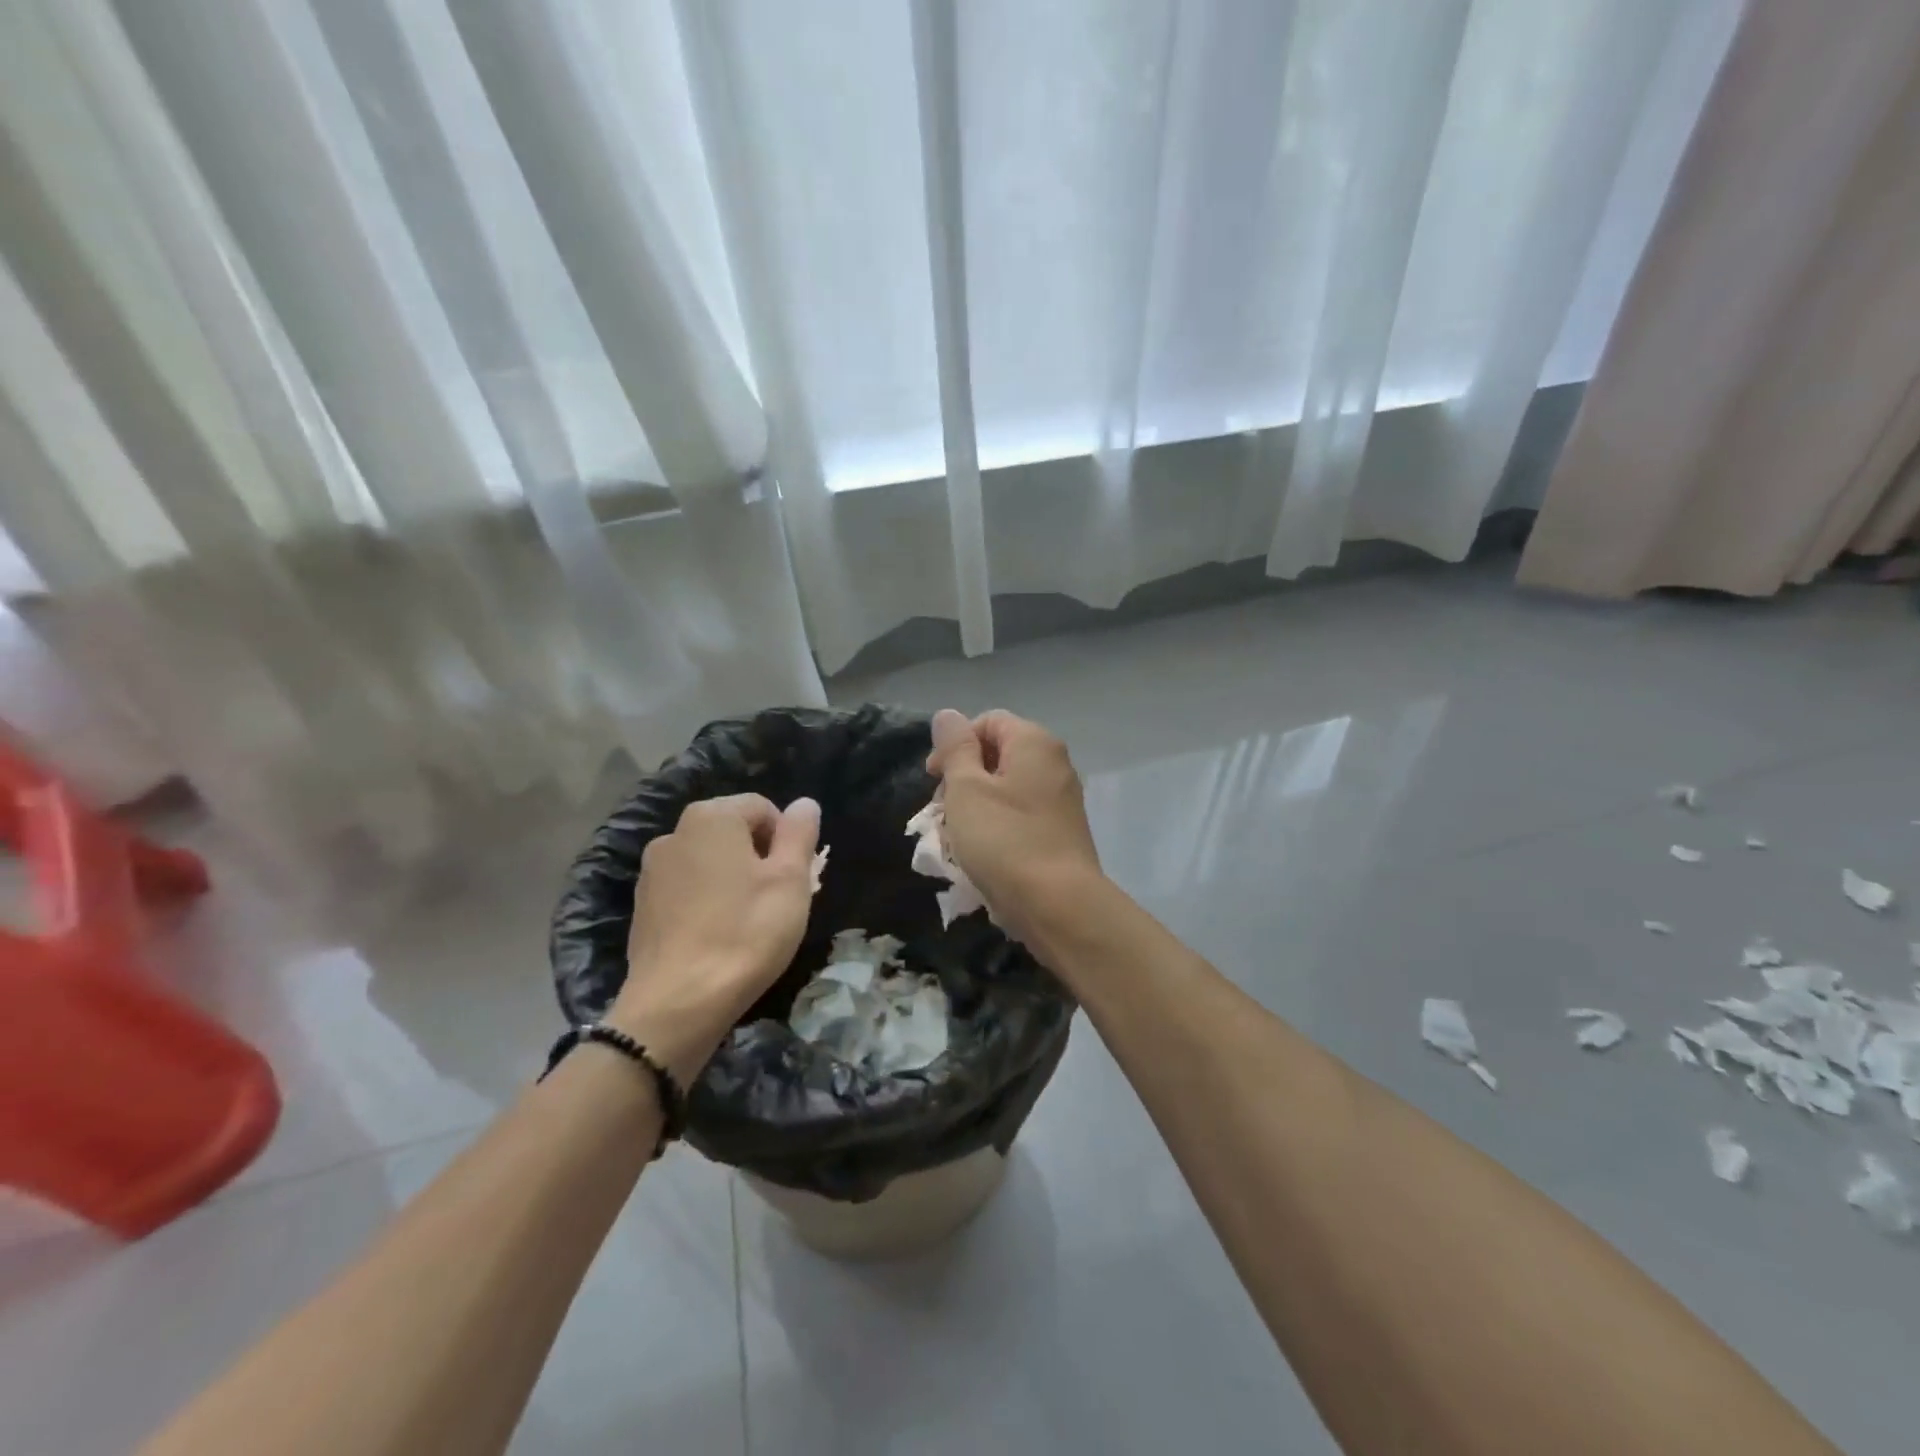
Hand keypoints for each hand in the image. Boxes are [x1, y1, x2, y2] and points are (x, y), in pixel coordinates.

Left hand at [609, 793, 819, 1083]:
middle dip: (760, 858)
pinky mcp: (642, 906)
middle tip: (779, 900)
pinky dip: (707, 902)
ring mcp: (652, 871)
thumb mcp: (790, 880)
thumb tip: (805, 803)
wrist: (678, 1003)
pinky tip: (719, 936)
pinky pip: (687, 889)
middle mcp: (674, 833)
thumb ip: (799, 834)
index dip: (787, 839)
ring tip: (749, 921)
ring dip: (733, 880)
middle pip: (733, 833)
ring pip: (709, 862)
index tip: (794, 878)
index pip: (763, 808)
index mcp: (712, 817)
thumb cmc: (746, 932)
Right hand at [926, 708, 1102, 946]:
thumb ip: (955, 748)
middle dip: (962, 777)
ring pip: (1006, 788)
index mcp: (1034, 742)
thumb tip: (948, 715)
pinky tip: (980, 853)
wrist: (1058, 905)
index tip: (933, 778)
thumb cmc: (1005, 840)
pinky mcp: (1060, 832)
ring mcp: (1061, 799)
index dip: (954, 744)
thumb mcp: (967, 789)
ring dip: (975, 805)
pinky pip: (1020, 815)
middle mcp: (1054, 763)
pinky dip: (996, 825)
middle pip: (998, 754)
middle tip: (941, 811)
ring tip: (956, 837)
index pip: (987, 721)